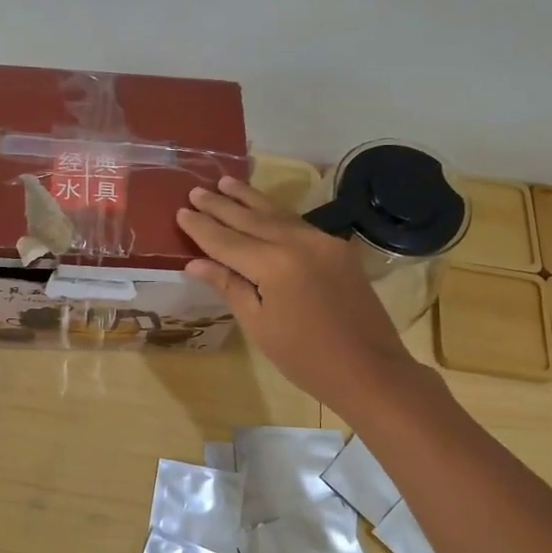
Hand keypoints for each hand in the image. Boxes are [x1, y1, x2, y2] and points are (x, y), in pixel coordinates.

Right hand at [177, 175, 426, 412]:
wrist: (370, 370)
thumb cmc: (306, 358)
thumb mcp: (259, 325)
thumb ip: (229, 286)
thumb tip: (196, 263)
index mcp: (274, 263)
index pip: (227, 241)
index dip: (202, 228)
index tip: (181, 211)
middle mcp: (298, 242)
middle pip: (251, 219)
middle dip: (221, 205)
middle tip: (196, 191)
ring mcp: (323, 241)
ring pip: (277, 214)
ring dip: (249, 199)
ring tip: (226, 182)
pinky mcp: (338, 249)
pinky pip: (298, 224)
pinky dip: (275, 213)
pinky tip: (263, 208)